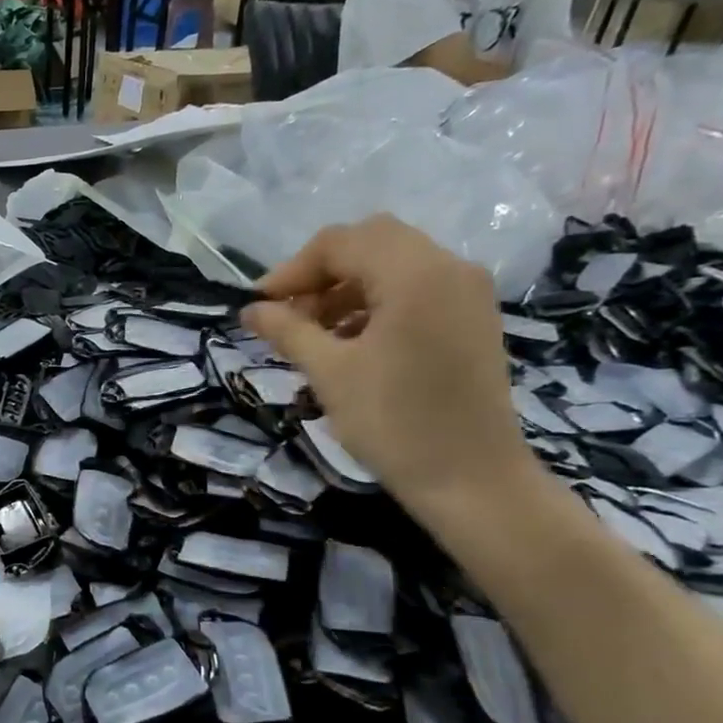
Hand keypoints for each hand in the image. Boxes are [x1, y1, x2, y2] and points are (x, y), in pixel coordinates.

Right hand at [241, 215, 538, 520]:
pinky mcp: (472, 318)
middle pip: (371, 243)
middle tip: (287, 315)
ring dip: (346, 289)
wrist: (471, 479)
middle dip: (320, 274)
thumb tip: (250, 310)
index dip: (292, 270)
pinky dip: (376, 303)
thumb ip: (288, 331)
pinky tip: (351, 342)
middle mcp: (449, 268)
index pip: (340, 242)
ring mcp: (467, 292)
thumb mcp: (330, 373)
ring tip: (314, 333)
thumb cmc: (394, 423)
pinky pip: (416, 290)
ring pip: (394, 265)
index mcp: (415, 274)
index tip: (259, 307)